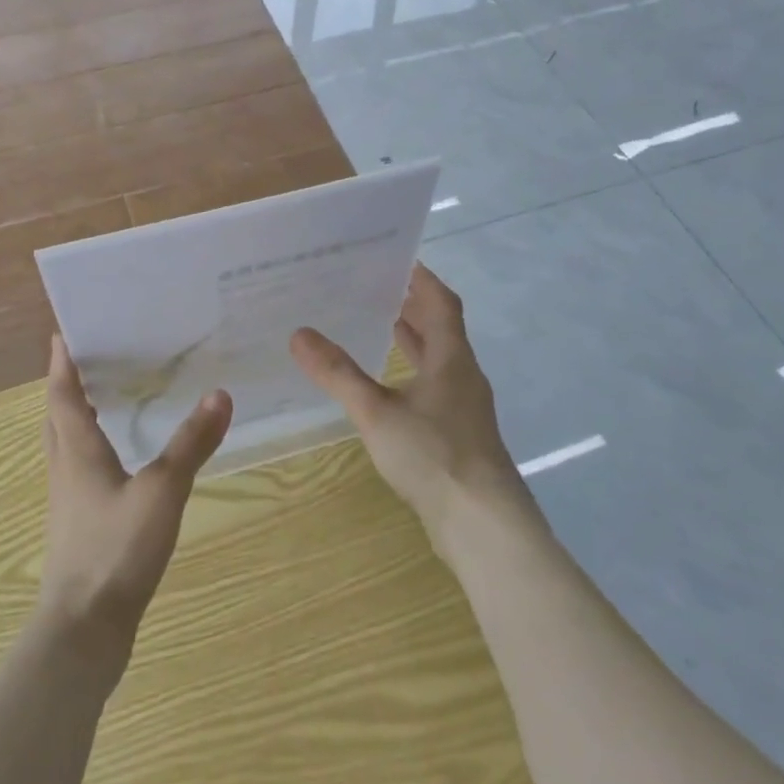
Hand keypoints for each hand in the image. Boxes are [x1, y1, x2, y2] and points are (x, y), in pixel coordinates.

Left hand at [36, 335, 232, 662]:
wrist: (83, 632)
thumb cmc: (115, 550)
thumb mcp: (162, 491)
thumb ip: (191, 443)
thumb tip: (220, 394)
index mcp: (77, 452)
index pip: (63, 395)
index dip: (61, 364)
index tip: (61, 333)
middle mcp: (65, 470)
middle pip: (57, 419)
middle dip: (66, 388)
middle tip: (85, 361)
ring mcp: (68, 502)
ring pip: (64, 447)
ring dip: (74, 419)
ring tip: (101, 401)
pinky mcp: (77, 528)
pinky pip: (77, 473)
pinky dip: (89, 453)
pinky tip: (116, 463)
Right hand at [290, 264, 531, 560]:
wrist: (484, 526)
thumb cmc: (434, 456)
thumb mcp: (377, 412)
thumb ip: (338, 373)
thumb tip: (299, 334)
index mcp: (451, 358)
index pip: (441, 301)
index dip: (421, 277)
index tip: (395, 257)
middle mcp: (462, 374)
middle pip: (441, 327)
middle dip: (411, 304)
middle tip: (374, 285)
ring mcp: (464, 407)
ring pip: (438, 358)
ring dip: (413, 338)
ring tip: (378, 323)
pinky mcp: (459, 434)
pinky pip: (434, 386)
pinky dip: (412, 371)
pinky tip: (388, 386)